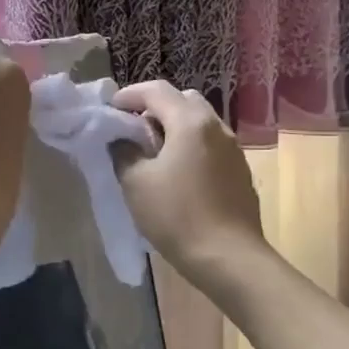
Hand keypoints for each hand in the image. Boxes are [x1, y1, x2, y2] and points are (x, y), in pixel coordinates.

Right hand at [111, 81, 265, 287]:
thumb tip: (122, 139)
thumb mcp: (136, 182)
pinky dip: (190, 146)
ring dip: (174, 127)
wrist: (229, 258)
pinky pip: (210, 144)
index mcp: (190, 122)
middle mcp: (216, 127)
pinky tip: (177, 174)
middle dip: (155, 107)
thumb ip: (124, 151)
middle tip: (132, 129)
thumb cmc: (177, 215)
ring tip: (152, 152)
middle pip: (183, 100)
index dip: (129, 95)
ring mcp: (232, 149)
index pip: (156, 90)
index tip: (109, 109)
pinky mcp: (239, 171)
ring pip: (199, 122)